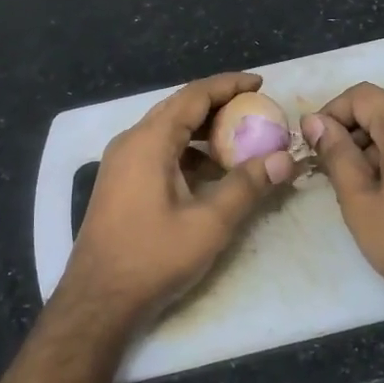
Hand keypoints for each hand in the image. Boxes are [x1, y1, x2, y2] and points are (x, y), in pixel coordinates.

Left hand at [58, 73, 297, 328]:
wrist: (98, 299)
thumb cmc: (153, 257)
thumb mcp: (209, 223)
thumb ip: (248, 185)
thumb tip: (285, 159)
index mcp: (149, 141)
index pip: (193, 95)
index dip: (228, 85)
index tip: (260, 83)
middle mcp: (130, 141)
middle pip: (179, 108)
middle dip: (218, 105)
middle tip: (255, 110)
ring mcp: (121, 162)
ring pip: (168, 131)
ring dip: (203, 130)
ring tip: (240, 139)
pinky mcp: (120, 182)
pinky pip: (158, 151)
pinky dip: (187, 152)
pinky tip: (211, 172)